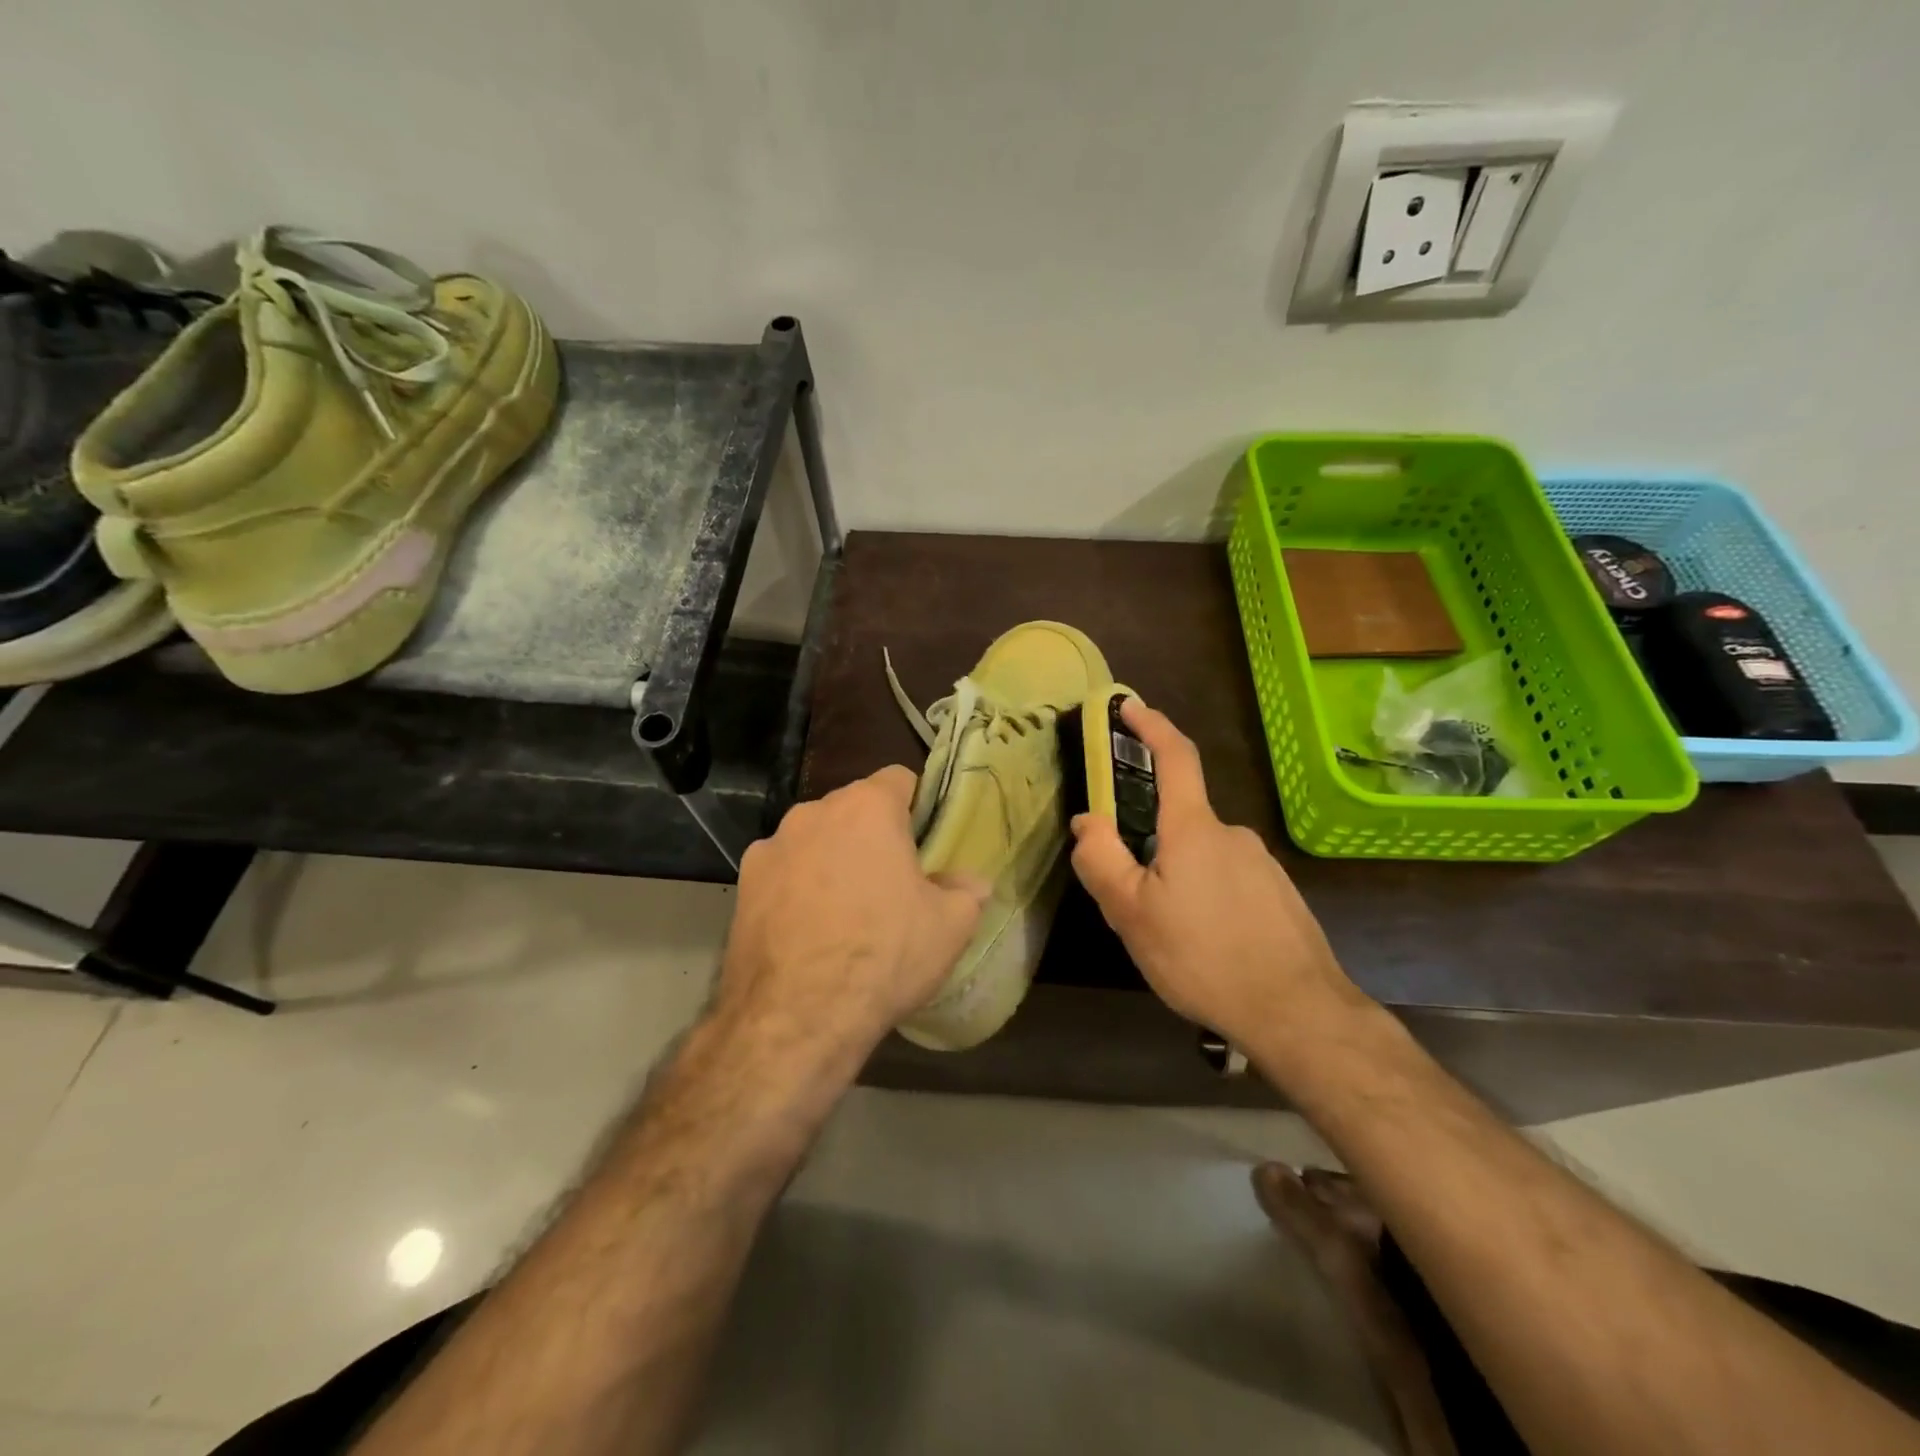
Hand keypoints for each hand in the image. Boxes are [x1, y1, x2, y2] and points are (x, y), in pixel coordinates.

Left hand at [715, 766, 985, 1069]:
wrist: (796, 1016)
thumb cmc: (884, 955)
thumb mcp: (950, 926)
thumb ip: (966, 891)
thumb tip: (972, 882)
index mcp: (867, 807)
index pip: (899, 778)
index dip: (916, 806)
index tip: (924, 843)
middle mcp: (814, 812)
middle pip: (853, 809)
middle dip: (872, 835)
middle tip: (890, 882)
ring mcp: (771, 845)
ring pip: (815, 838)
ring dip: (831, 858)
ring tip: (843, 911)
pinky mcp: (743, 882)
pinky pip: (782, 870)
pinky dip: (796, 886)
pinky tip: (806, 930)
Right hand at [1069, 699, 1373, 1055]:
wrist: (1298, 1014)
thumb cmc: (1203, 957)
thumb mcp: (1132, 915)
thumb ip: (1101, 860)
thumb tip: (1087, 820)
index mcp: (1194, 830)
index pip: (1174, 757)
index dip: (1151, 726)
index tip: (1129, 706)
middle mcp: (1233, 835)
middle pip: (1180, 822)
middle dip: (1152, 848)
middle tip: (1136, 902)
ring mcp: (1263, 865)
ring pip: (1204, 858)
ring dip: (1180, 882)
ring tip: (1172, 938)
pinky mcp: (1280, 895)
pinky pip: (1230, 883)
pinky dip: (1209, 901)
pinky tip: (1208, 947)